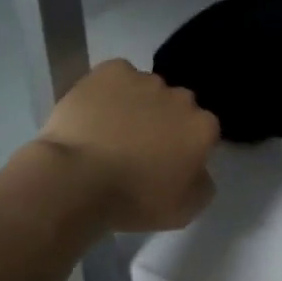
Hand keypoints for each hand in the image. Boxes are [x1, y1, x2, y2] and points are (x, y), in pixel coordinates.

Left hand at [35, 59, 219, 230]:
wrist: (78, 180)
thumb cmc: (135, 199)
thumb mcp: (184, 209)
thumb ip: (202, 185)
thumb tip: (199, 170)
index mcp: (203, 128)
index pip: (203, 131)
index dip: (186, 146)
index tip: (168, 162)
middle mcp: (181, 97)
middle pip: (178, 106)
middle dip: (165, 121)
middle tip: (141, 147)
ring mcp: (145, 80)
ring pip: (147, 89)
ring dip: (138, 104)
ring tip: (111, 130)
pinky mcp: (110, 71)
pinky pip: (117, 76)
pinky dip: (110, 90)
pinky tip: (95, 111)